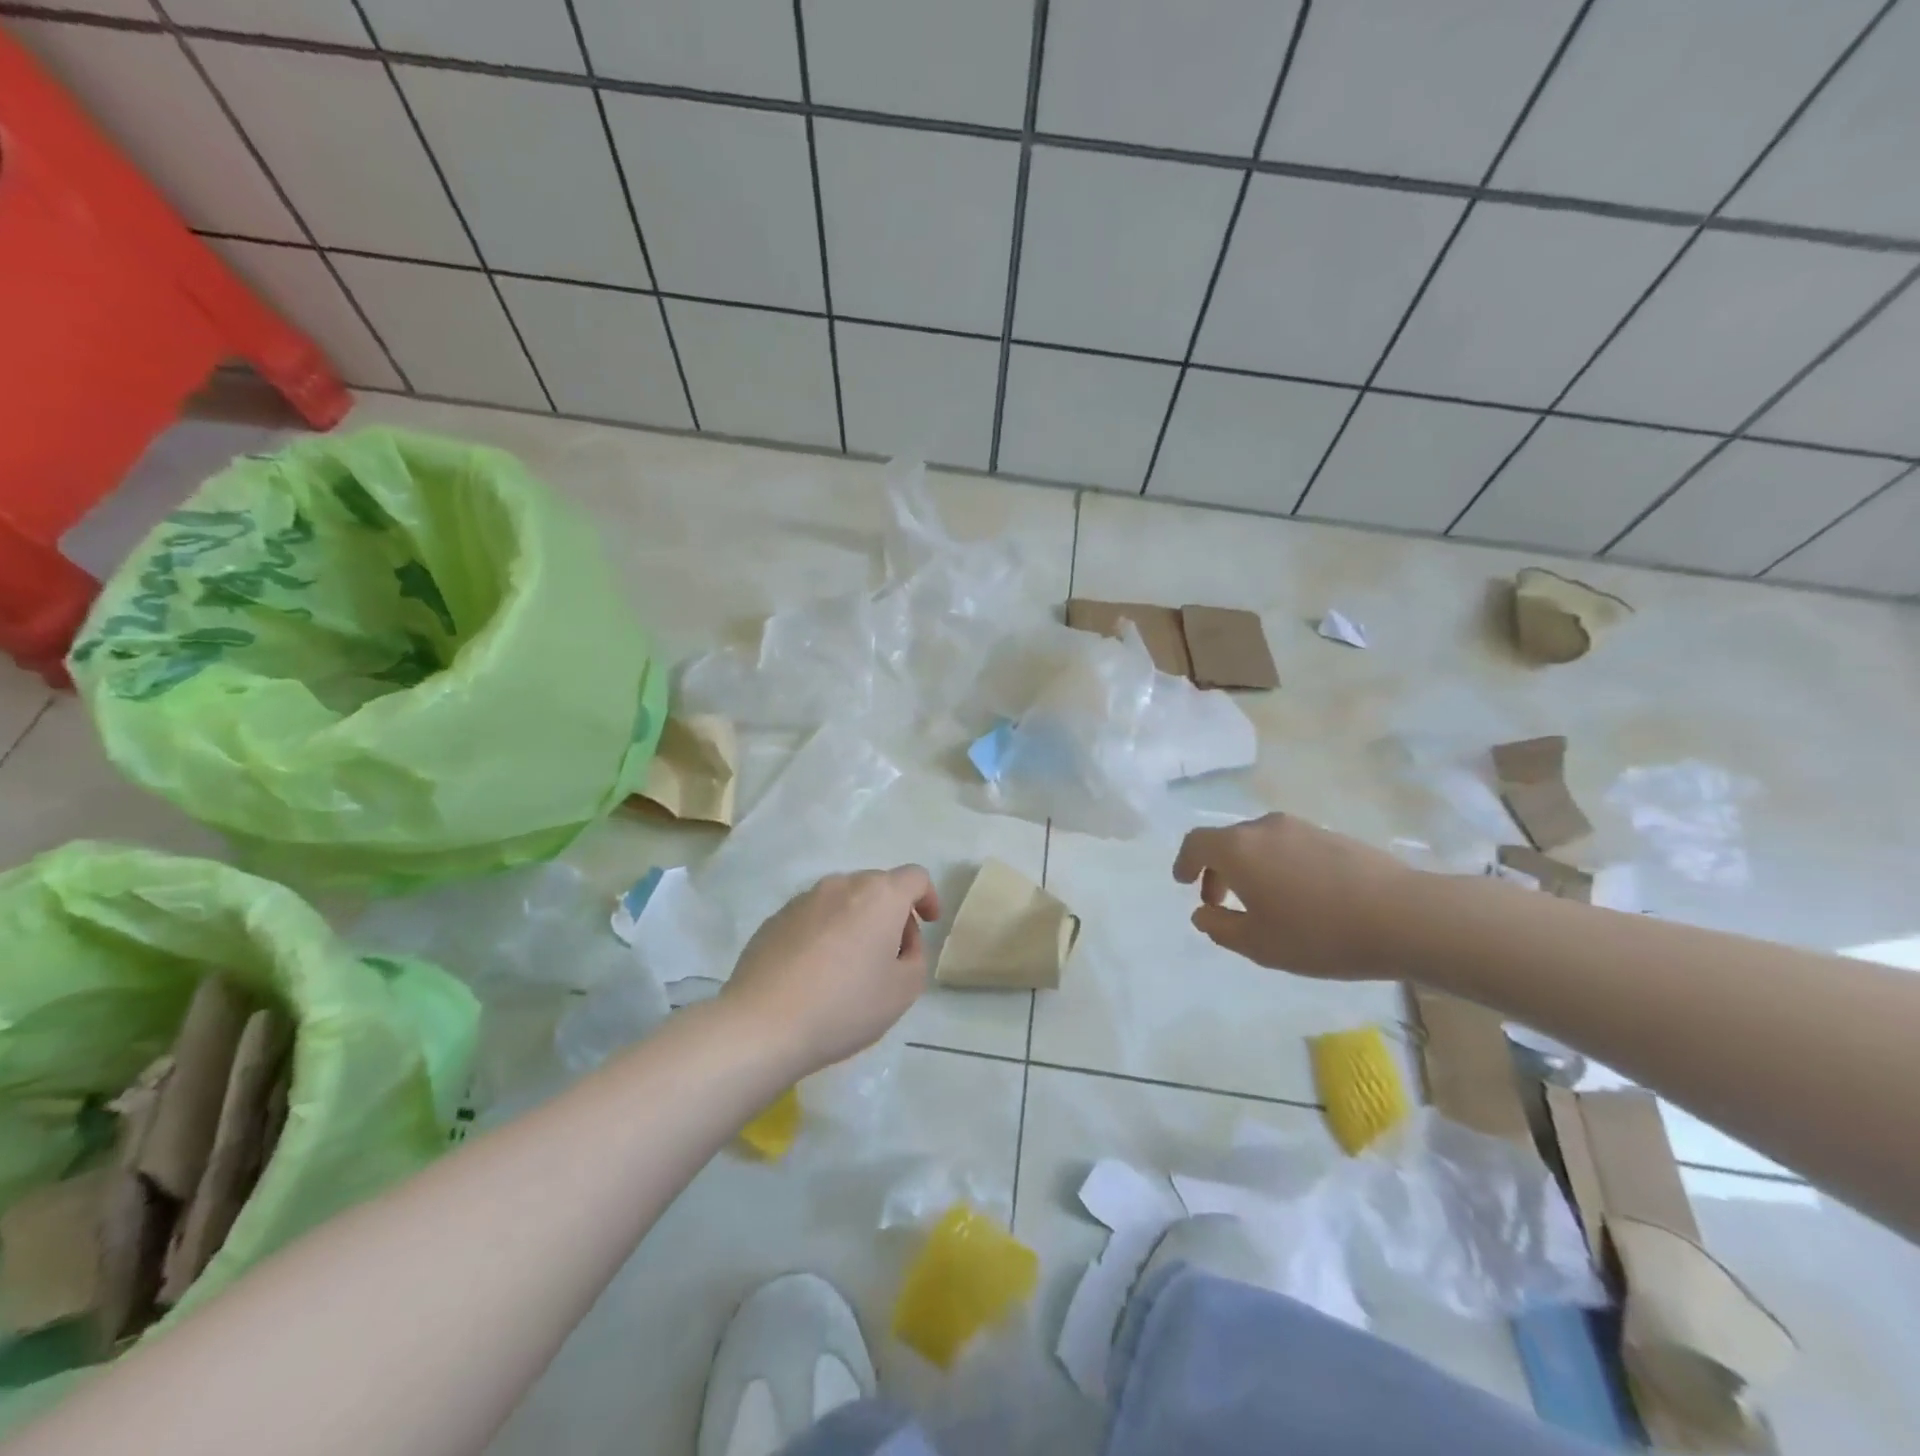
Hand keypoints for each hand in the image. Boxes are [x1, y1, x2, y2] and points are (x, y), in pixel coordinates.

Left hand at [722, 867, 939, 1072]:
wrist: (762, 1024)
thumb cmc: (844, 1006)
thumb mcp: (903, 991)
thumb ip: (915, 957)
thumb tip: (900, 941)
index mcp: (880, 896)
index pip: (915, 877)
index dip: (927, 897)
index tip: (928, 923)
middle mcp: (842, 885)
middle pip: (878, 887)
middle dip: (891, 913)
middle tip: (891, 955)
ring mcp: (803, 899)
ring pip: (843, 901)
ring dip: (856, 922)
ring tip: (850, 967)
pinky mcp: (774, 919)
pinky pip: (812, 917)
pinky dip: (824, 933)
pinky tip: (815, 973)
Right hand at [1172, 814, 1410, 978]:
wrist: (1405, 917)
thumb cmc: (1319, 933)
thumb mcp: (1259, 945)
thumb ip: (1220, 927)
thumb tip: (1202, 912)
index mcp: (1238, 849)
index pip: (1196, 843)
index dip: (1185, 861)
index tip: (1184, 882)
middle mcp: (1264, 828)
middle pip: (1227, 841)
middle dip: (1216, 870)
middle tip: (1220, 902)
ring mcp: (1302, 828)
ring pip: (1259, 843)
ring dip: (1249, 867)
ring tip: (1262, 902)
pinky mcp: (1332, 836)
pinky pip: (1288, 846)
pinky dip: (1277, 865)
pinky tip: (1299, 896)